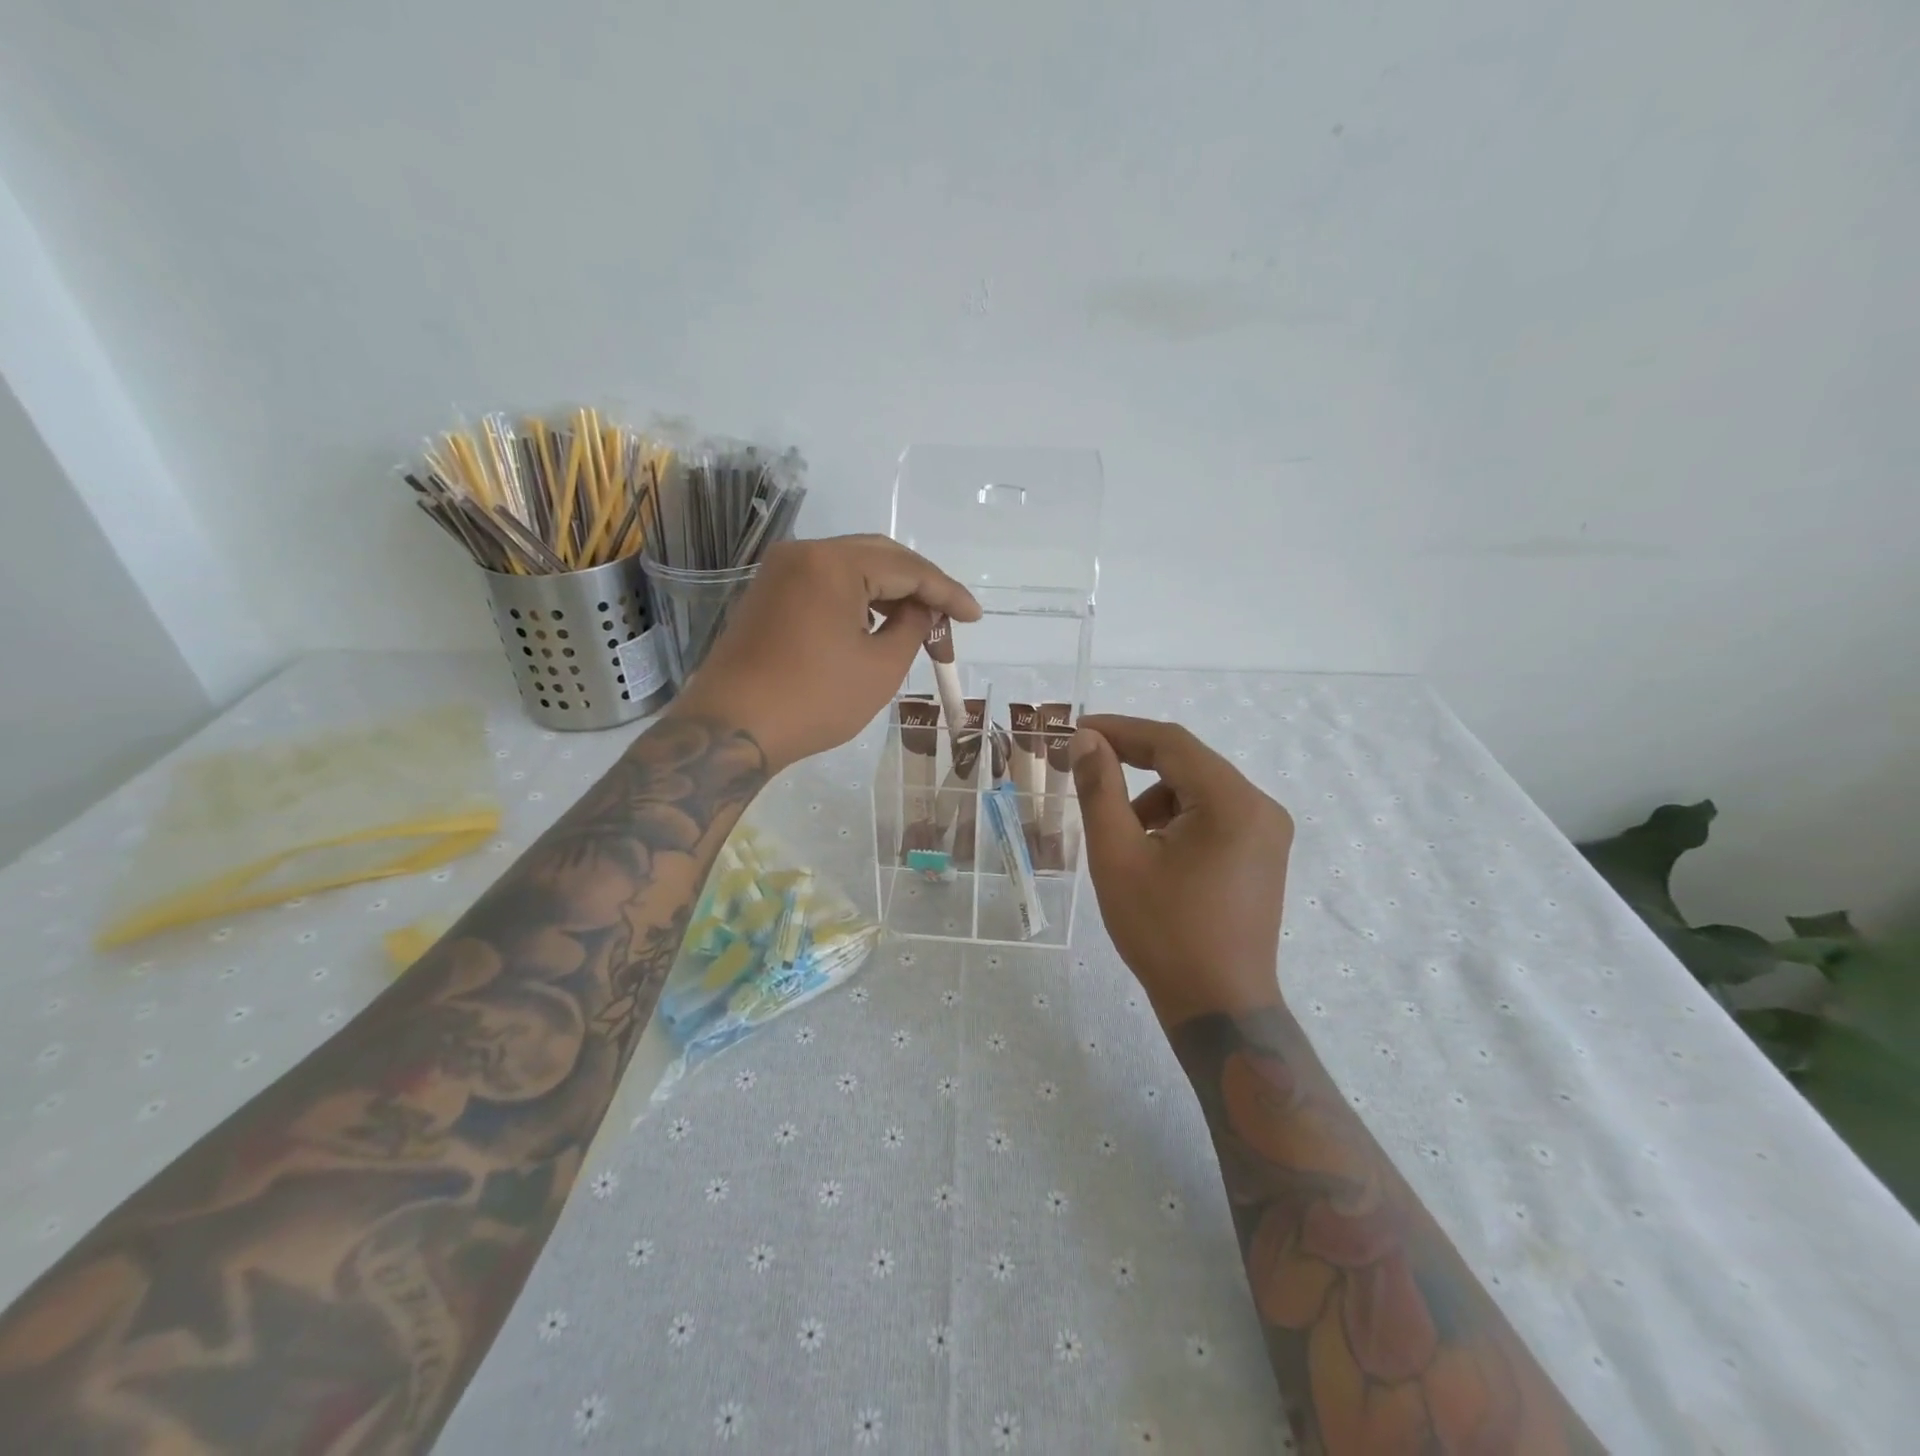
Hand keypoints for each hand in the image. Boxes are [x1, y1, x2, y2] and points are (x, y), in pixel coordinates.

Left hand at [669, 535, 980, 770]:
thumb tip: (922, 609)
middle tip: (948, 622)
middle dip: (920, 588)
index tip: (974, 618)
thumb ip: (913, 626)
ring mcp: (781, 572)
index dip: (947, 593)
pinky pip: (826, 583)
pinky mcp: (769, 594)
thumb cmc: (814, 700)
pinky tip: (878, 625)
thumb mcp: (881, 667)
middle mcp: (804, 553)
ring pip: (852, 568)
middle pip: (880, 557)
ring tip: (919, 628)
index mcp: (834, 563)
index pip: (907, 568)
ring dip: (889, 593)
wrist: (732, 730)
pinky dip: (858, 600)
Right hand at [1071, 716, 1294, 1025]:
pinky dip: (1177, 819)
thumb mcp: (1118, 856)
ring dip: (1154, 797)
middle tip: (1085, 770)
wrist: (1218, 1006)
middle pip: (1188, 763)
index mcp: (1233, 802)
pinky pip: (1213, 815)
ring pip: (1199, 790)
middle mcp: (1261, 807)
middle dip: (1134, 763)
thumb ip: (1100, 789)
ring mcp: (1268, 832)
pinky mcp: (1263, 854)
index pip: (1171, 743)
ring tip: (1122, 836)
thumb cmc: (1163, 931)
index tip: (1077, 730)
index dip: (1120, 730)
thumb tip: (1087, 740)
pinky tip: (1152, 853)